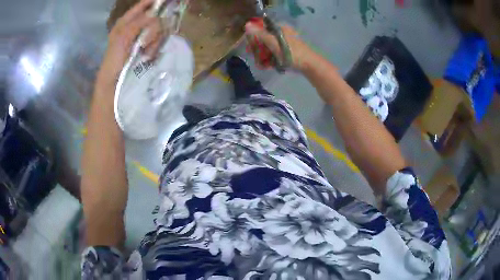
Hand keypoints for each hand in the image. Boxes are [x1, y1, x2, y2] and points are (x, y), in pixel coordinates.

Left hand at [97, 0, 165, 85]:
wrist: (114, 83)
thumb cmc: (114, 59)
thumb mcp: (122, 38)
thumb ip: (138, 23)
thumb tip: (155, 14)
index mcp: (127, 22)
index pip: (143, 6)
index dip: (153, 2)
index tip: (165, 1)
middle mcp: (137, 27)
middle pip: (155, 17)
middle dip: (154, 28)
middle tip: (147, 39)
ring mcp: (144, 37)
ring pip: (159, 30)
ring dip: (154, 40)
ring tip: (145, 52)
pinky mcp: (149, 48)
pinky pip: (159, 41)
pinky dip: (155, 48)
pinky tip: (148, 56)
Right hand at [245, 22, 314, 71]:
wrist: (310, 65)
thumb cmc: (292, 53)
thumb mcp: (274, 43)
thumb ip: (260, 34)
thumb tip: (246, 25)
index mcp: (280, 28)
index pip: (262, 28)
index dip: (254, 37)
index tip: (250, 48)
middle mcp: (282, 33)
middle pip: (264, 39)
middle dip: (258, 50)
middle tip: (256, 59)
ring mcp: (286, 42)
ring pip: (269, 47)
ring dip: (263, 56)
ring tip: (261, 66)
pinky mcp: (288, 51)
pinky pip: (275, 53)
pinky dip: (270, 59)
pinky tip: (267, 66)